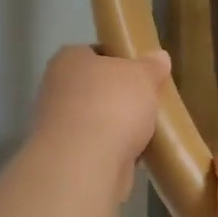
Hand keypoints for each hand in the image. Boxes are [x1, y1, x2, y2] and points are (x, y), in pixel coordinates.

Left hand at [31, 46, 170, 197]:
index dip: (120, 60)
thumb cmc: (112, 105)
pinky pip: (100, 146)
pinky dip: (116, 149)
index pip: (96, 53)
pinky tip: (138, 152)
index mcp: (68, 60)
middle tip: (150, 100)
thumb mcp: (142, 76)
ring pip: (99, 119)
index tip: (143, 72)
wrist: (86, 164)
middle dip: (122, 96)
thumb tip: (160, 57)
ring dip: (119, 125)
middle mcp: (57, 89)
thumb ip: (151, 66)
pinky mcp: (69, 156)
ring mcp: (60, 125)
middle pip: (98, 88)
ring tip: (150, 129)